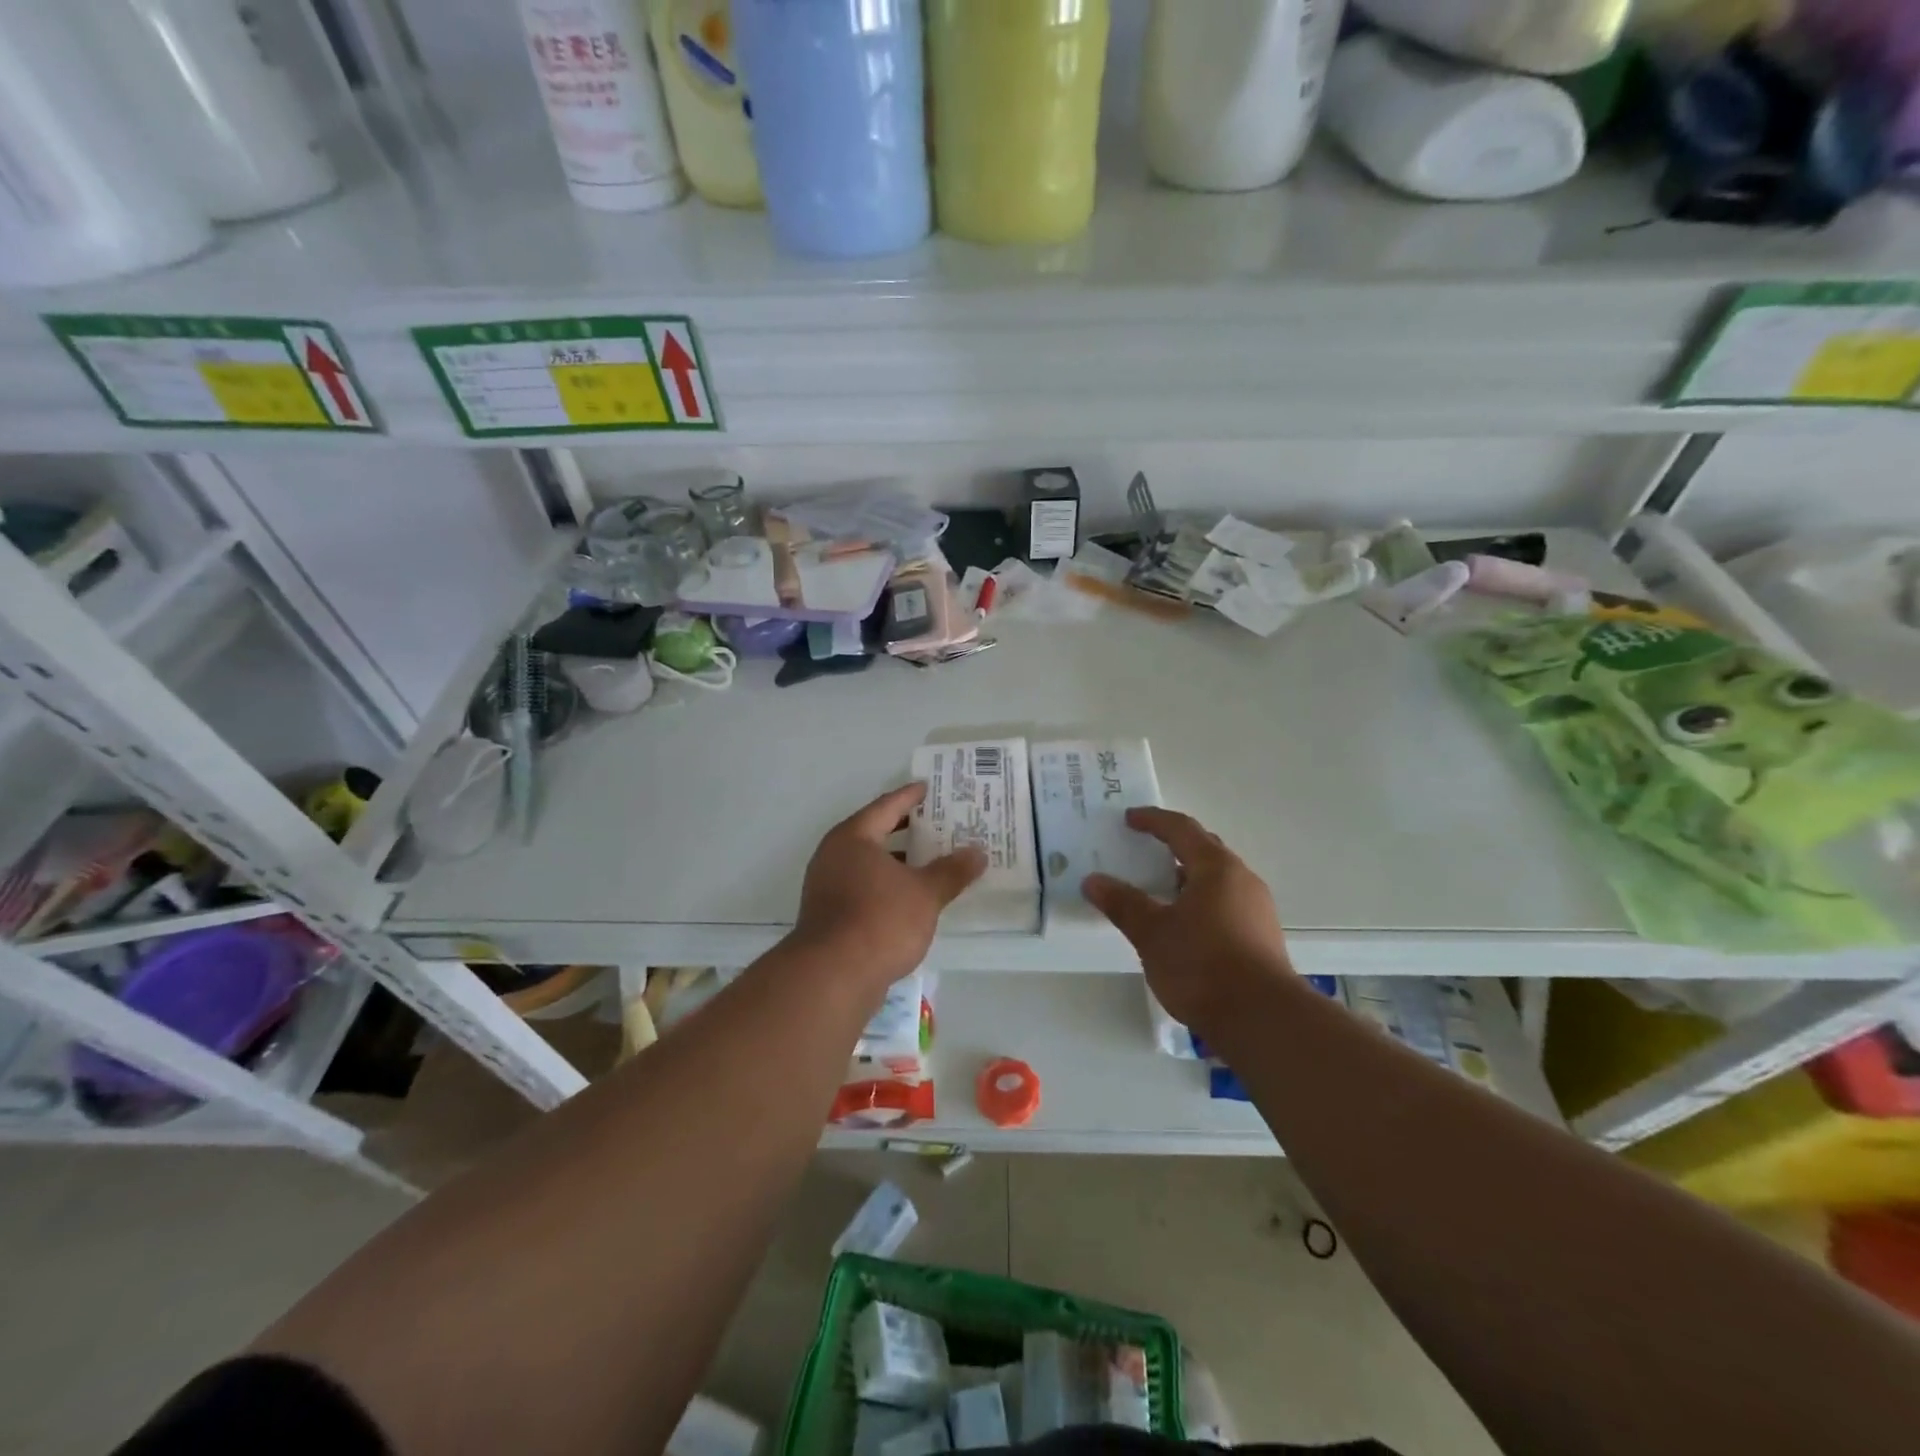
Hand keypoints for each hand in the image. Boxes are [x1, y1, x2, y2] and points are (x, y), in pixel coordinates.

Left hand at [792, 783, 986, 997]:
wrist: (833, 976)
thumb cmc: (880, 920)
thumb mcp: (925, 893)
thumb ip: (952, 871)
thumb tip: (978, 853)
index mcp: (853, 838)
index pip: (886, 807)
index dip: (909, 796)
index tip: (928, 788)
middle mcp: (834, 855)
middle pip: (875, 833)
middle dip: (907, 830)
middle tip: (938, 823)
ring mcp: (827, 886)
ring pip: (869, 864)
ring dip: (899, 862)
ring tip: (932, 861)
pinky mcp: (829, 915)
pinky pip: (864, 887)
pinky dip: (888, 885)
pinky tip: (912, 898)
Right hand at [1082, 808, 1292, 1034]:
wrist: (1262, 1020)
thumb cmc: (1202, 965)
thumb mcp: (1152, 933)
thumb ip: (1123, 903)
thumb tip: (1093, 881)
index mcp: (1216, 868)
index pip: (1182, 829)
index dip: (1153, 821)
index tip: (1129, 819)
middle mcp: (1242, 880)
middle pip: (1205, 850)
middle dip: (1173, 845)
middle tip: (1144, 848)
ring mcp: (1257, 909)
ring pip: (1217, 879)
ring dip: (1187, 876)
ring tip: (1158, 890)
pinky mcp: (1261, 936)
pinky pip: (1225, 902)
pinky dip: (1200, 900)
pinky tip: (1183, 924)